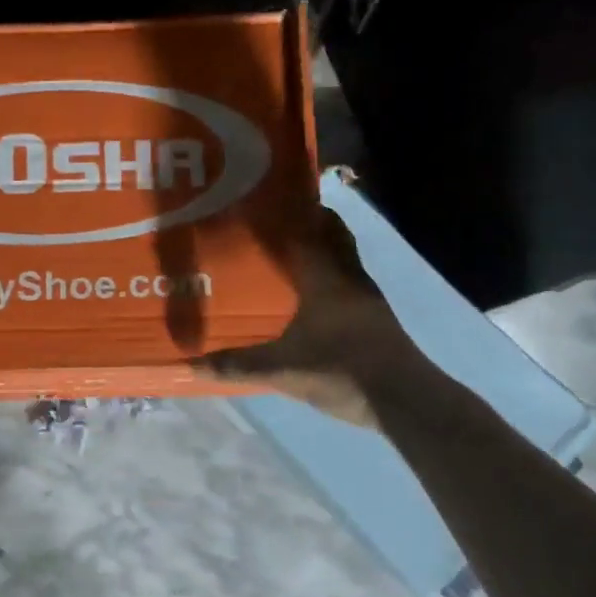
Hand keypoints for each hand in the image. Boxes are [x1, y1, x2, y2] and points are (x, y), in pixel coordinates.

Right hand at [195, 204, 415, 427]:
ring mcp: (367, 300)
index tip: (269, 196)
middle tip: (279, 218)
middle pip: (335, 236)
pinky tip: (311, 296)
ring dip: (323, 249)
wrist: (403, 400)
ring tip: (290, 252)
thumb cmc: (342, 370)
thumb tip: (192, 365)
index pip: (311, 229)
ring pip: (344, 259)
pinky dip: (331, 277)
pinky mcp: (375, 320)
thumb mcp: (283, 370)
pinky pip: (349, 283)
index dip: (293, 209)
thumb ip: (238, 365)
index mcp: (327, 278)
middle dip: (312, 222)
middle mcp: (350, 279)